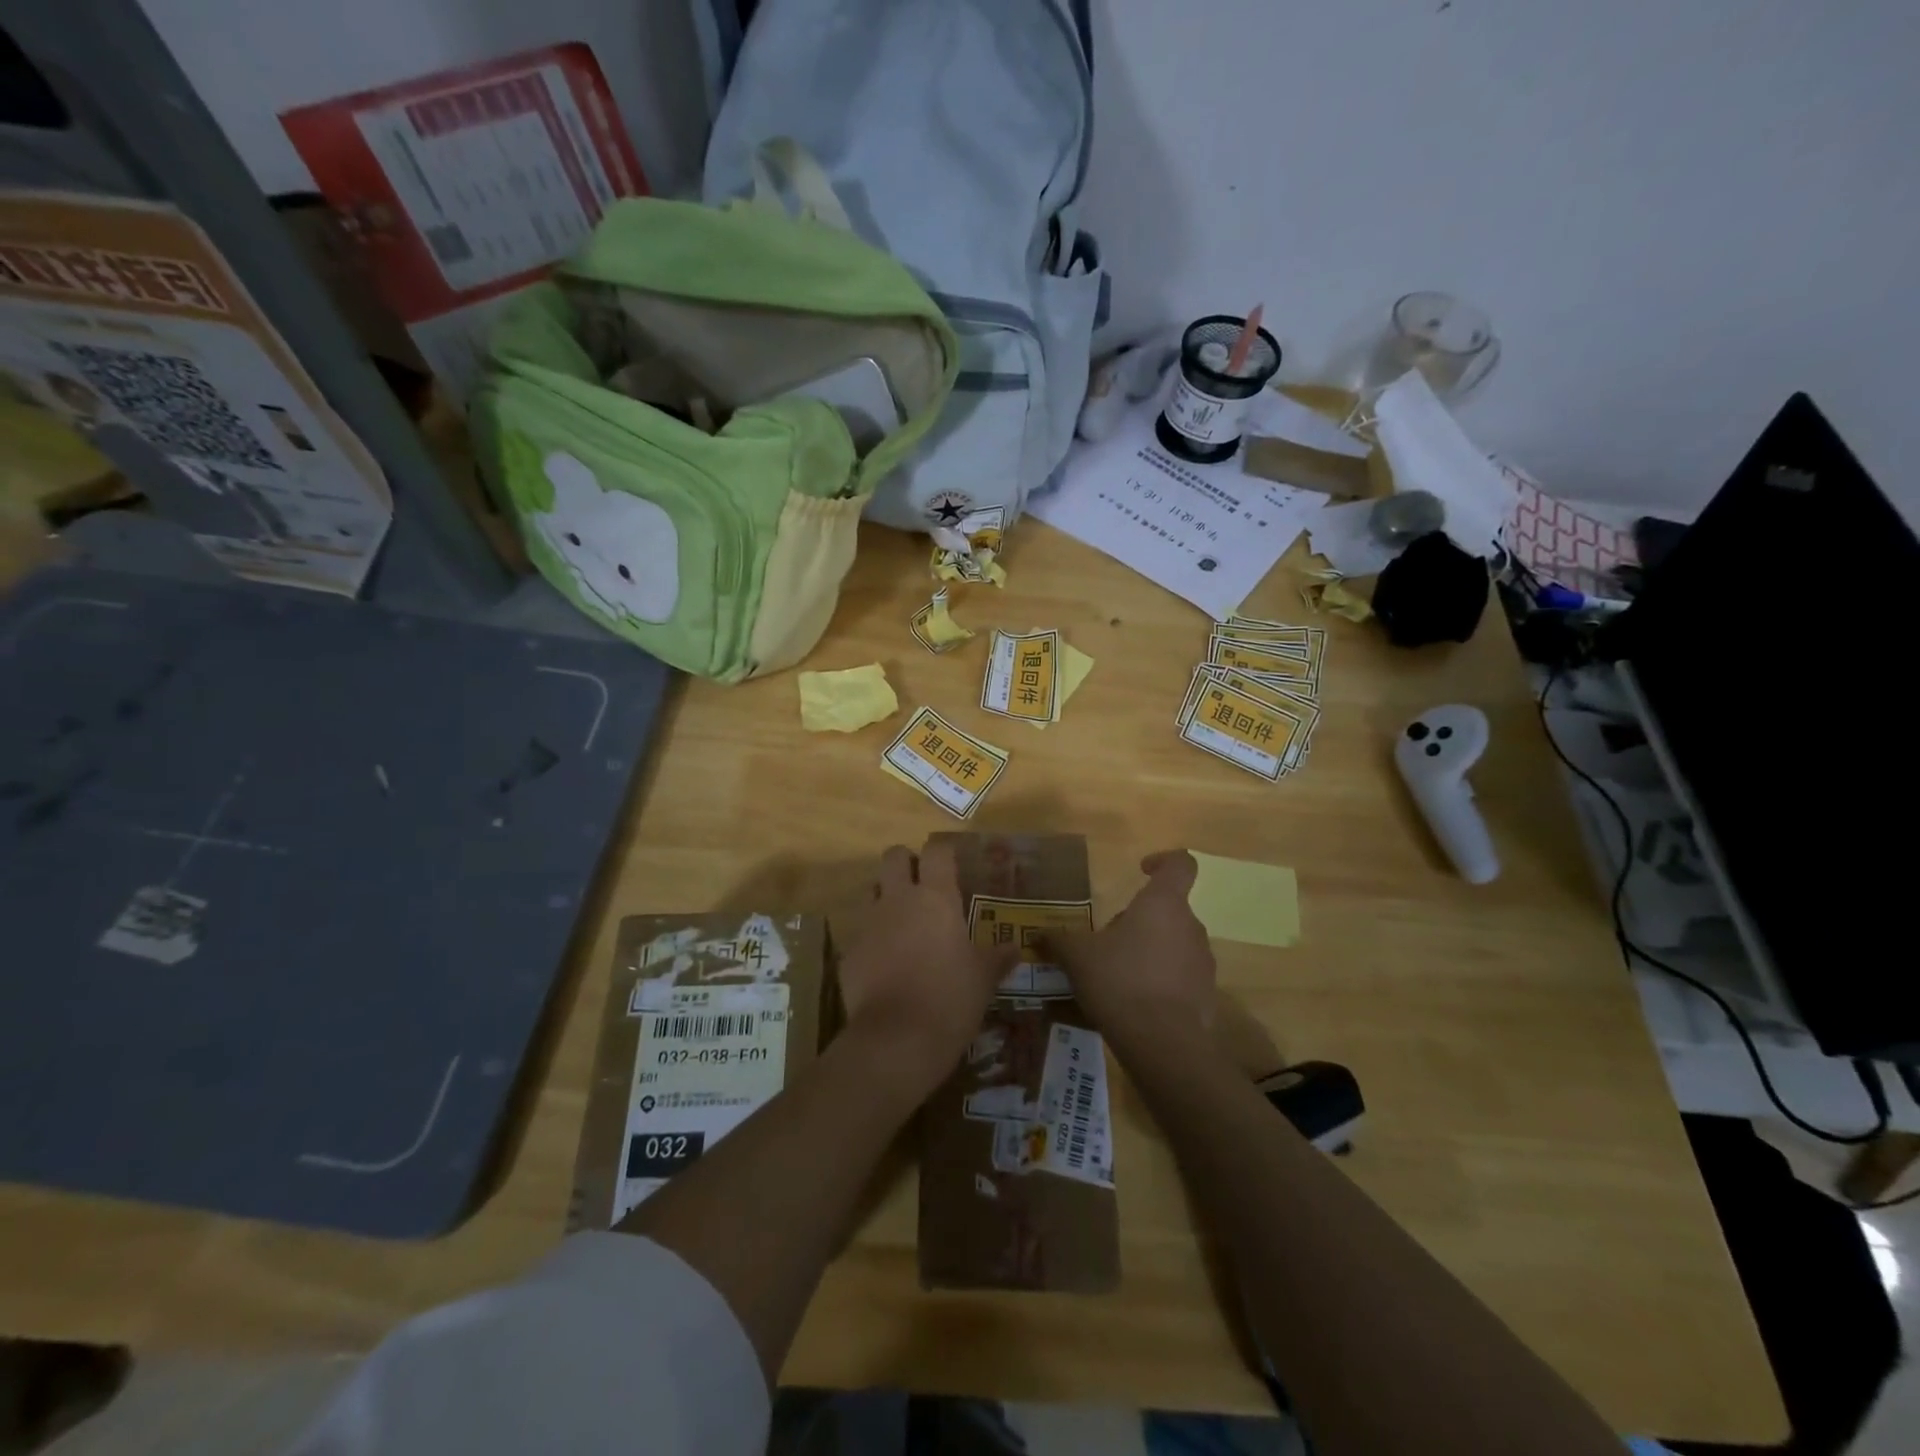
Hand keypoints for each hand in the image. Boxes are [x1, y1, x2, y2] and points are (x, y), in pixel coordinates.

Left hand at [837, 840, 1018, 1099]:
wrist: (897, 1039)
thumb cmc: (951, 998)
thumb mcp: (984, 978)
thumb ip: (998, 957)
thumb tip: (1015, 948)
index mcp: (936, 898)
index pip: (936, 851)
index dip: (944, 852)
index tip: (952, 863)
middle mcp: (898, 900)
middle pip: (894, 856)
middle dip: (906, 862)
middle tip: (922, 884)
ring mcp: (869, 924)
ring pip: (872, 890)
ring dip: (886, 896)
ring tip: (904, 922)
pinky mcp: (849, 952)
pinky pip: (861, 932)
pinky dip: (874, 938)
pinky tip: (887, 964)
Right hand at [1050, 850, 1215, 1051]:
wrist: (1163, 1044)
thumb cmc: (1120, 981)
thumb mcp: (1078, 957)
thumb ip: (1059, 940)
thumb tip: (1040, 934)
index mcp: (1163, 904)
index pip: (1181, 864)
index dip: (1163, 860)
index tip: (1141, 870)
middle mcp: (1190, 926)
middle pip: (1168, 909)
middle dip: (1139, 919)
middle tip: (1107, 940)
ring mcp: (1203, 961)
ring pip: (1174, 942)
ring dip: (1150, 950)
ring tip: (1117, 975)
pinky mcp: (1207, 995)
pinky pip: (1181, 976)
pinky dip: (1161, 981)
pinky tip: (1134, 1003)